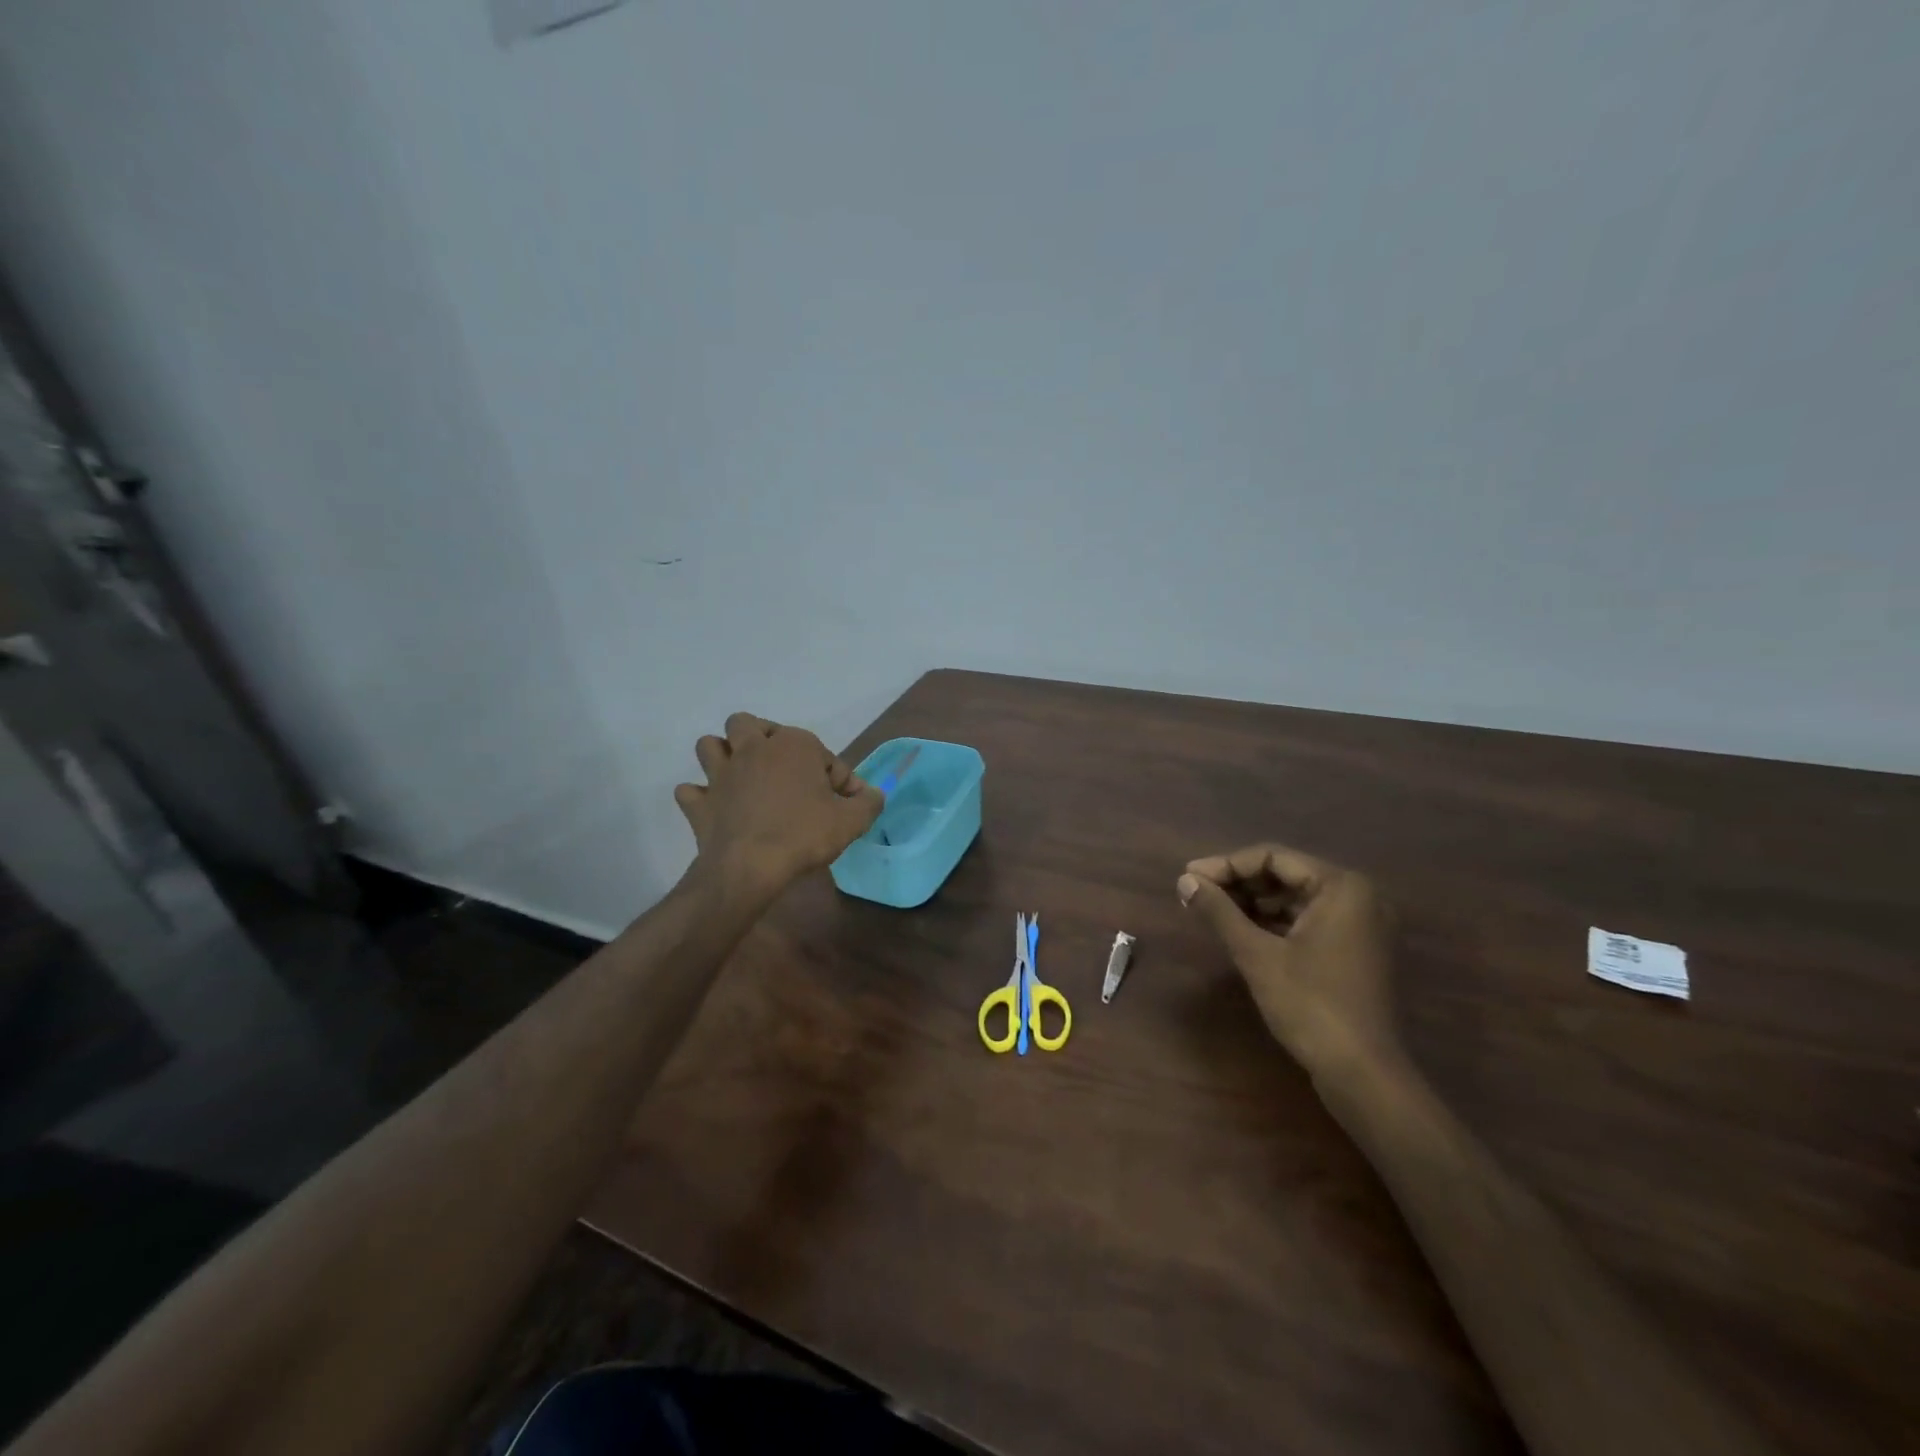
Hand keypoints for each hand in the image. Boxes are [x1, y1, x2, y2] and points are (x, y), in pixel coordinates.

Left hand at [675, 713, 882, 894]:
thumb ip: (868, 802)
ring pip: (710, 745)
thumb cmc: (804, 835)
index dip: (839, 778)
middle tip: (781, 768)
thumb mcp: (852, 821)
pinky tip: (715, 808)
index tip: (846, 804)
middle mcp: (753, 748)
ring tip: (742, 777)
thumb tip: (873, 794)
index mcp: (794, 745)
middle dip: (763, 738)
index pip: (824, 754)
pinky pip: (690, 791)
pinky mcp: (699, 803)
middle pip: (749, 724)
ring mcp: (720, 774)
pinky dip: (701, 797)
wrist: (750, 867)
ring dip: (723, 756)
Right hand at [1178, 843, 1401, 1083]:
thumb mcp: (1256, 954)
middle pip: (1286, 874)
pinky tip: (1242, 932)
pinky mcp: (1356, 950)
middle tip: (1196, 894)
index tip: (1189, 878)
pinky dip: (1275, 923)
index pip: (1273, 858)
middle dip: (1239, 883)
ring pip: (1295, 898)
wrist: (1363, 1074)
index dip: (1226, 865)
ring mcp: (1361, 925)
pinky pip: (1309, 920)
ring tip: (1213, 912)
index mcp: (1341, 887)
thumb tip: (1184, 881)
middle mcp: (1359, 896)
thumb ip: (1219, 911)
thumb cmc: (1310, 1005)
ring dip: (1254, 903)